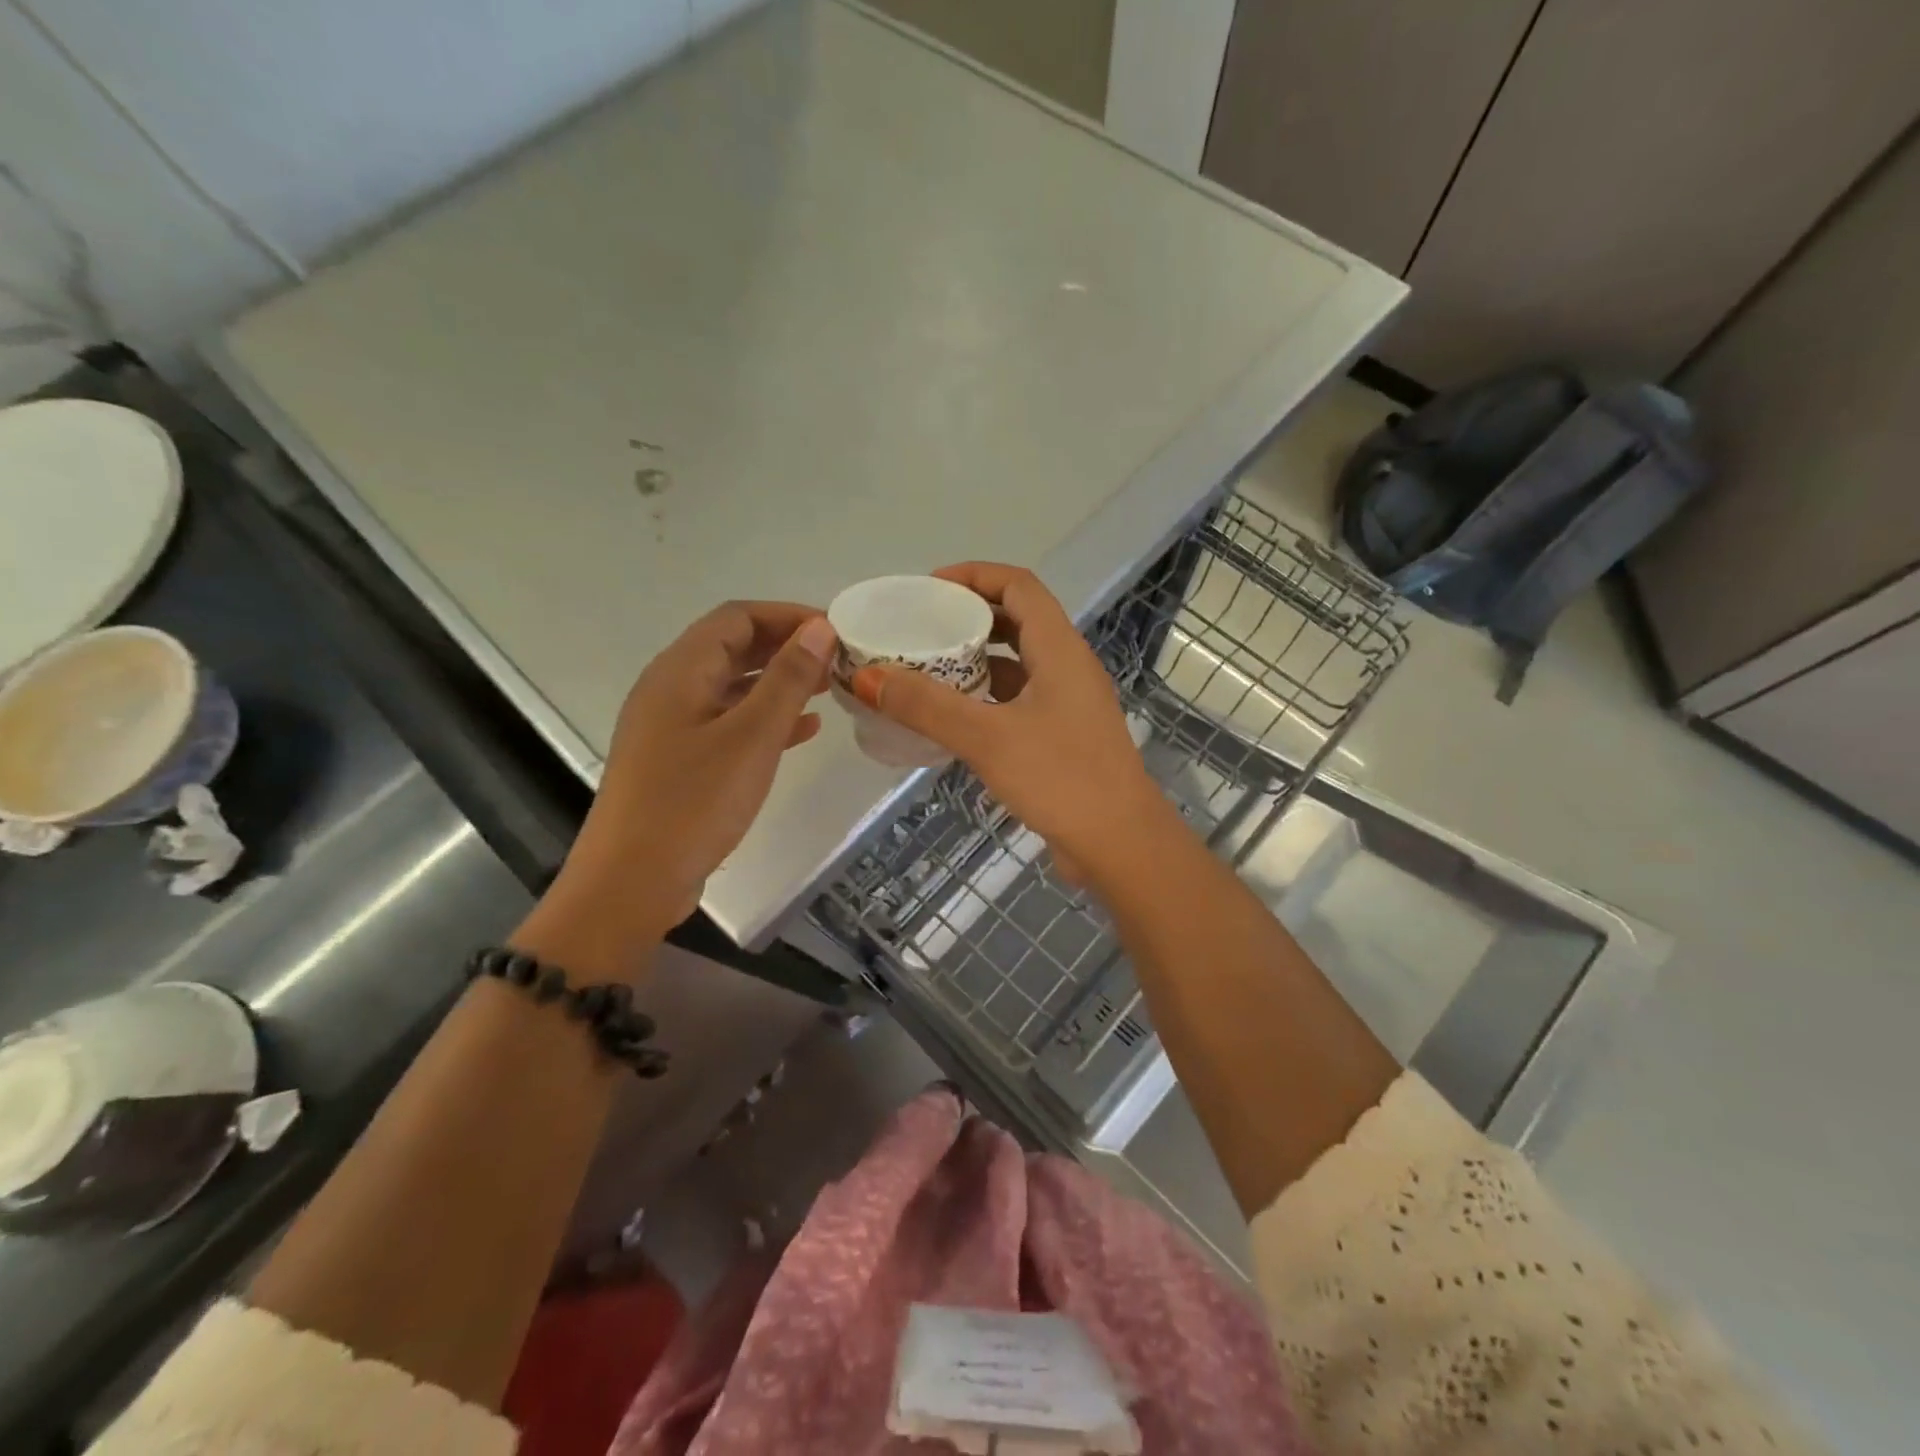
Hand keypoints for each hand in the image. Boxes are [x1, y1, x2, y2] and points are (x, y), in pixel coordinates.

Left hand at [519, 602, 834, 977]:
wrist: (631, 883)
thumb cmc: (692, 803)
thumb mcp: (750, 737)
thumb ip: (787, 680)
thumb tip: (820, 628)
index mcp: (680, 671)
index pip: (737, 617)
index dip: (787, 616)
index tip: (835, 630)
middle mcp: (671, 689)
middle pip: (732, 648)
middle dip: (786, 647)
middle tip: (838, 660)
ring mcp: (672, 727)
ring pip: (733, 687)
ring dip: (779, 683)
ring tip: (828, 689)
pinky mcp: (680, 761)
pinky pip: (728, 723)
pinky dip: (765, 720)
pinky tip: (803, 732)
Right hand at [851, 563, 1168, 875]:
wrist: (1120, 845)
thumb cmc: (1061, 779)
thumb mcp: (987, 738)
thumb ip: (926, 706)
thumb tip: (866, 676)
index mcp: (1060, 649)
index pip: (1018, 586)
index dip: (974, 576)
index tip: (928, 589)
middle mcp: (1068, 667)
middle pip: (1016, 621)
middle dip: (968, 618)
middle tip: (920, 629)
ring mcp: (1068, 704)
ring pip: (1016, 665)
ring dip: (974, 662)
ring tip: (925, 670)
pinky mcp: (1062, 737)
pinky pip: (1017, 702)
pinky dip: (984, 700)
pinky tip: (951, 719)